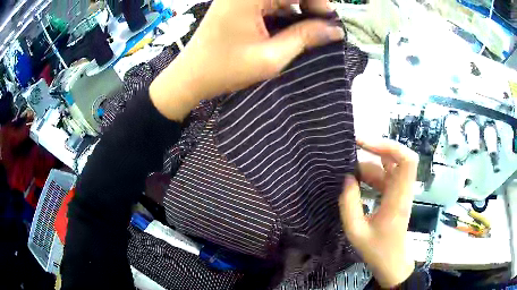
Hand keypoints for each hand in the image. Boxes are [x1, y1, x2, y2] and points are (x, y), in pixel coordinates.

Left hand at [150, 0, 344, 120]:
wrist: (191, 76)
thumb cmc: (226, 69)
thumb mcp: (271, 57)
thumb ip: (305, 37)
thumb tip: (335, 30)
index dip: (318, 2)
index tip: (329, 21)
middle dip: (310, 5)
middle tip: (321, 27)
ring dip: (298, 9)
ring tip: (307, 31)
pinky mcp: (239, 3)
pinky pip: (270, 2)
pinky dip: (285, 12)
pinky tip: (290, 27)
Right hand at [339, 138, 418, 287]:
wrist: (391, 262)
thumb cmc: (376, 250)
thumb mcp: (356, 230)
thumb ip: (349, 203)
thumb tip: (346, 177)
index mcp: (398, 198)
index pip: (406, 160)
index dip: (389, 146)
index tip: (365, 144)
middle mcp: (402, 190)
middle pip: (397, 158)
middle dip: (375, 149)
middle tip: (350, 149)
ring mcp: (399, 192)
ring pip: (388, 167)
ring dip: (368, 164)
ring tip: (346, 167)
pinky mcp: (395, 196)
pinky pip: (384, 177)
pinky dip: (369, 175)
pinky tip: (354, 179)